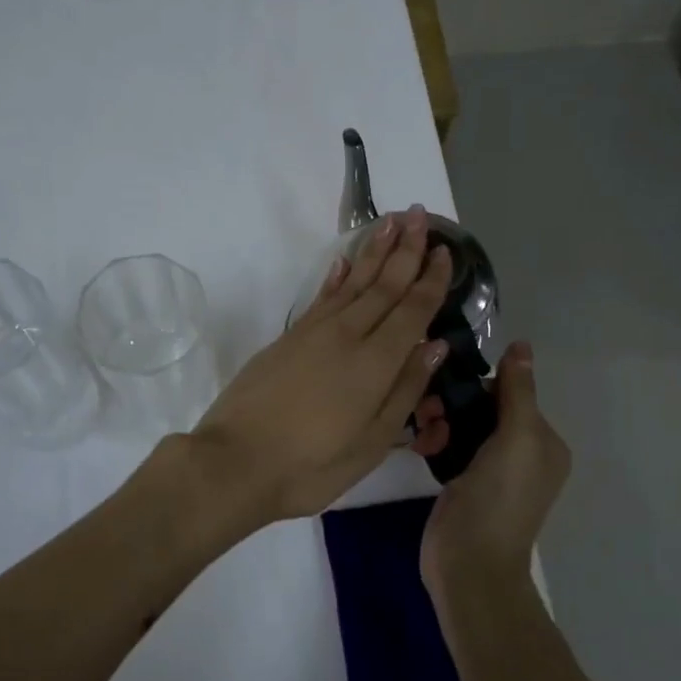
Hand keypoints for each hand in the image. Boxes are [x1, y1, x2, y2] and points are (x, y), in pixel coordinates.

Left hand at [187, 206, 452, 533]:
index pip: (412, 311)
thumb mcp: (371, 443)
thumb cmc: (311, 465)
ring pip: (353, 282)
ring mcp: (313, 333)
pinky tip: (345, 260)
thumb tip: (435, 346)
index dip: (431, 280)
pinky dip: (337, 276)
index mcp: (375, 363)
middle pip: (384, 285)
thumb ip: (405, 391)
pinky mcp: (289, 337)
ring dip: (375, 251)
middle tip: (421, 214)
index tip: (446, 251)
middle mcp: (347, 336)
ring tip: (391, 222)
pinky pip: (322, 296)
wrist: (235, 461)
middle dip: (406, 249)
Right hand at [419, 341, 571, 591]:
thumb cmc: (498, 499)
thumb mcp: (515, 439)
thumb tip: (522, 345)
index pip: (510, 393)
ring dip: (439, 420)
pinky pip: (448, 444)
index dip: (479, 386)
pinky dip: (434, 440)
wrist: (469, 565)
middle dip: (453, 403)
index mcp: (543, 442)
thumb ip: (517, 391)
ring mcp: (490, 469)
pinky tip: (420, 447)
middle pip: (483, 406)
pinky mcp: (463, 481)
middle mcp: (521, 452)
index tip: (448, 386)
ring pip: (461, 423)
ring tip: (424, 435)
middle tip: (428, 412)